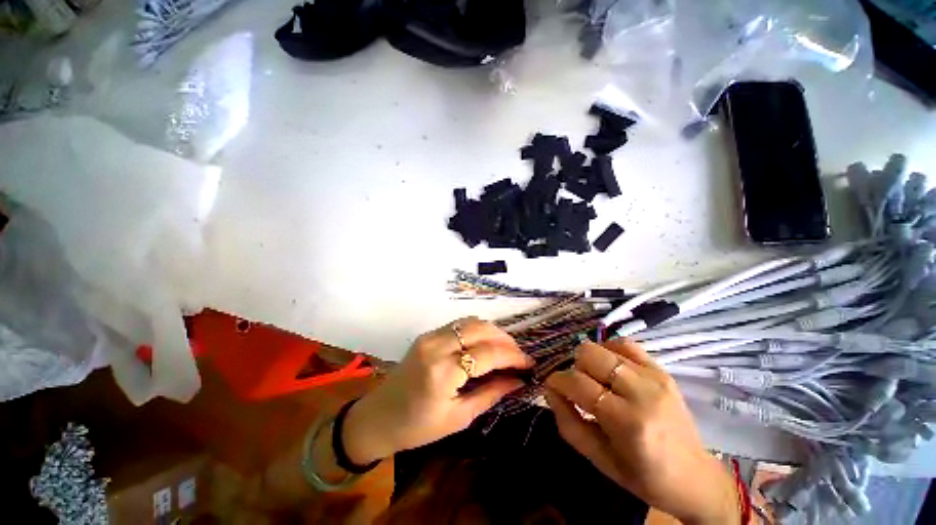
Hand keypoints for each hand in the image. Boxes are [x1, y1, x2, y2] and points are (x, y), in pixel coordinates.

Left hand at [342, 318, 533, 464]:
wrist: (377, 417)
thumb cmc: (417, 428)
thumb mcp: (459, 417)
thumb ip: (491, 394)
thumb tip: (519, 381)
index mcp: (443, 372)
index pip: (488, 353)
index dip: (513, 356)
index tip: (529, 363)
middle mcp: (437, 345)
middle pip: (481, 328)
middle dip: (505, 339)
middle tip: (518, 355)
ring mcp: (430, 336)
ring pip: (470, 321)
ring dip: (492, 331)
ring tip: (505, 348)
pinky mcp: (427, 334)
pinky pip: (459, 324)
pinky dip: (476, 330)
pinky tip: (484, 343)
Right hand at [544, 340, 739, 524]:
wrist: (694, 476)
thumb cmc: (643, 476)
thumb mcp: (598, 459)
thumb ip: (567, 422)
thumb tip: (549, 389)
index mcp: (627, 422)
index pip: (578, 383)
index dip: (557, 381)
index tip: (552, 387)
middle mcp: (642, 392)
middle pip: (589, 354)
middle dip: (574, 368)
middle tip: (578, 387)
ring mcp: (655, 377)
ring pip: (603, 346)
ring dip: (590, 361)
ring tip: (595, 380)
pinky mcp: (662, 370)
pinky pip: (625, 343)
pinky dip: (609, 350)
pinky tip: (610, 367)